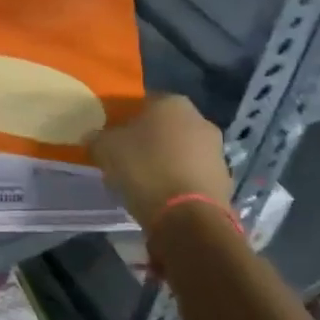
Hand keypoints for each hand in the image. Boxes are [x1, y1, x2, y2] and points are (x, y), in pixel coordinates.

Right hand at [87, 94, 231, 228]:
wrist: (189, 217)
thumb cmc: (145, 168)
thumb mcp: (106, 149)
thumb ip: (98, 138)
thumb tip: (94, 137)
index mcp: (172, 102)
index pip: (144, 102)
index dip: (127, 119)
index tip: (115, 137)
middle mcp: (200, 119)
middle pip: (166, 126)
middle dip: (150, 140)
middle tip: (129, 158)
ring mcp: (217, 150)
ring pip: (182, 151)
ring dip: (167, 161)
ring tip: (145, 182)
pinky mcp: (225, 180)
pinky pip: (193, 175)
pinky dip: (180, 182)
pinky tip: (164, 197)